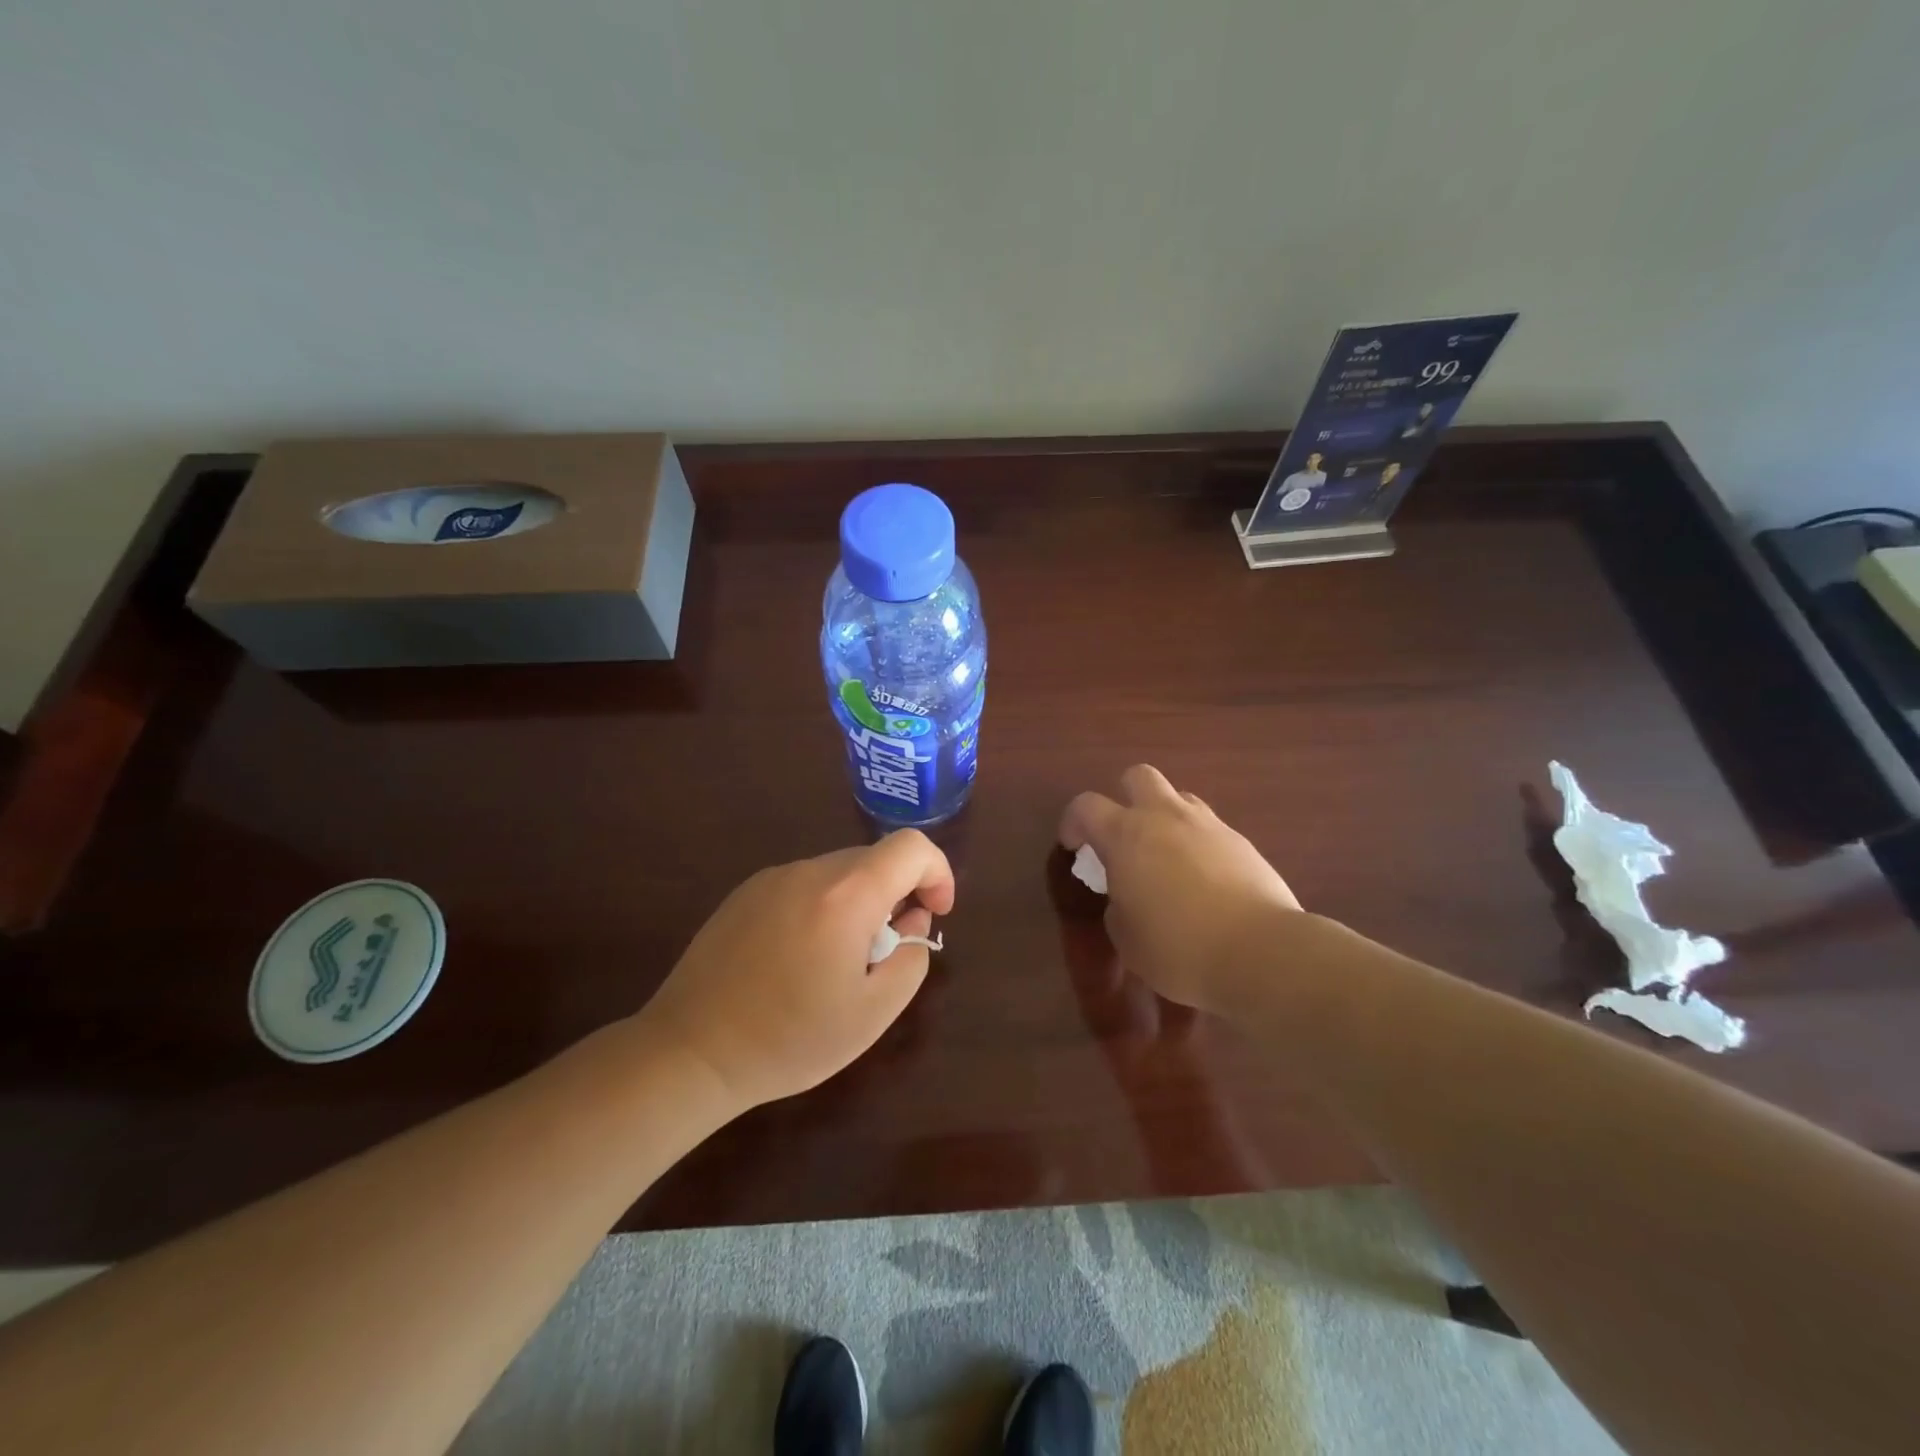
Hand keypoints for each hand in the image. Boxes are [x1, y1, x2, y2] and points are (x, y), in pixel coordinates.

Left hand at [634, 831, 955, 1109]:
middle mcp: (809, 871)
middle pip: (875, 860)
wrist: (691, 1051)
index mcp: (846, 895)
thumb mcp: (873, 1013)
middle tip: (885, 951)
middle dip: (896, 895)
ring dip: (858, 903)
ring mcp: (772, 878)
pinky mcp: (745, 893)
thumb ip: (910, 957)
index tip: (934, 913)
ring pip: (839, 873)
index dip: (937, 872)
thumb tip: (911, 921)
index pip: (911, 847)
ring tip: (837, 962)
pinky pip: (804, 885)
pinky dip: (822, 907)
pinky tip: (798, 958)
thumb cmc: (790, 1038)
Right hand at [1060, 765, 1303, 1016]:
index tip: (1075, 847)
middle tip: (1124, 836)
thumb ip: (1118, 906)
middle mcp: (1165, 817)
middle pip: (1138, 777)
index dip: (1073, 823)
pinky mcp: (1243, 842)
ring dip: (1165, 818)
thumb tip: (1127, 896)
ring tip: (1167, 857)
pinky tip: (1205, 880)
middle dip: (1125, 797)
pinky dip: (1199, 844)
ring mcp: (1209, 825)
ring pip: (1179, 798)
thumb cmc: (1178, 949)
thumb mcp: (1126, 939)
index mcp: (1126, 835)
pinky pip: (1210, 828)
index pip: (1085, 807)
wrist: (1261, 953)